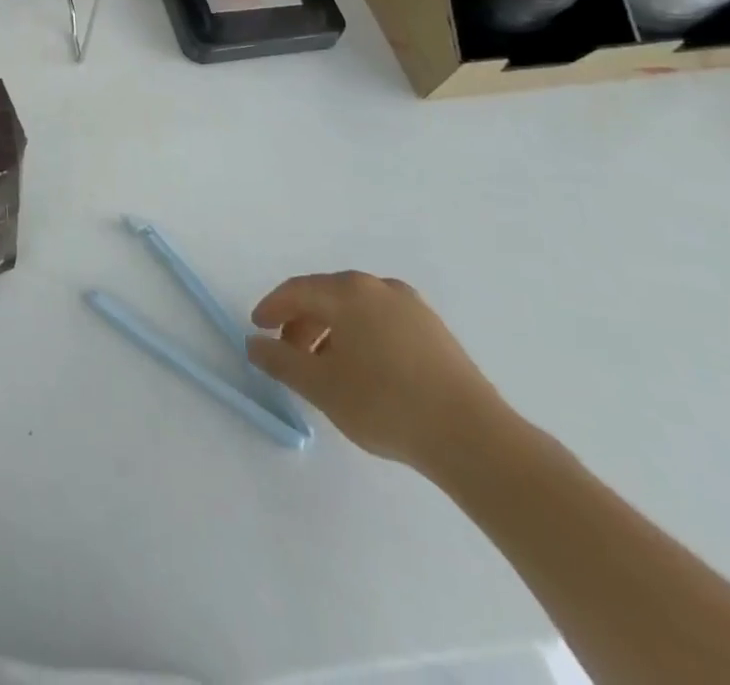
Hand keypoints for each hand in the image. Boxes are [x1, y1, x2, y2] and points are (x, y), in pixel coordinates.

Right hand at [246, 271, 516, 475]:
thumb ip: (279, 361)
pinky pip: (383, 323)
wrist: (476, 441)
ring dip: (333, 333)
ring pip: (356, 311)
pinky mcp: (437, 333)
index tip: (258, 330)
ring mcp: (413, 308)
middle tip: (290, 354)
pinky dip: (362, 338)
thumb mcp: (320, 386)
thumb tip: (253, 344)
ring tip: (327, 368)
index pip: (296, 291)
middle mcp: (378, 288)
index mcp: (347, 291)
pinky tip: (365, 372)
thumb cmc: (386, 404)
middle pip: (326, 298)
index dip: (272, 309)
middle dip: (302, 323)